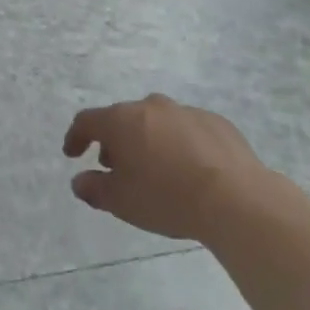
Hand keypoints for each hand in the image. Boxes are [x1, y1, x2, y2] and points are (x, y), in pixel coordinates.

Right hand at [63, 95, 290, 241]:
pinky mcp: (216, 122)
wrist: (237, 199)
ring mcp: (185, 111)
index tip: (72, 154)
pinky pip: (187, 130)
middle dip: (115, 141)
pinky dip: (180, 144)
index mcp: (121, 120)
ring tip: (155, 168)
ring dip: (148, 140)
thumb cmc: (167, 198)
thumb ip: (94, 189)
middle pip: (123, 119)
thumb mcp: (121, 202)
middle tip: (116, 166)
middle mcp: (150, 107)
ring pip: (156, 121)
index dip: (76, 137)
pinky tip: (189, 168)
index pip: (87, 121)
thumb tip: (79, 181)